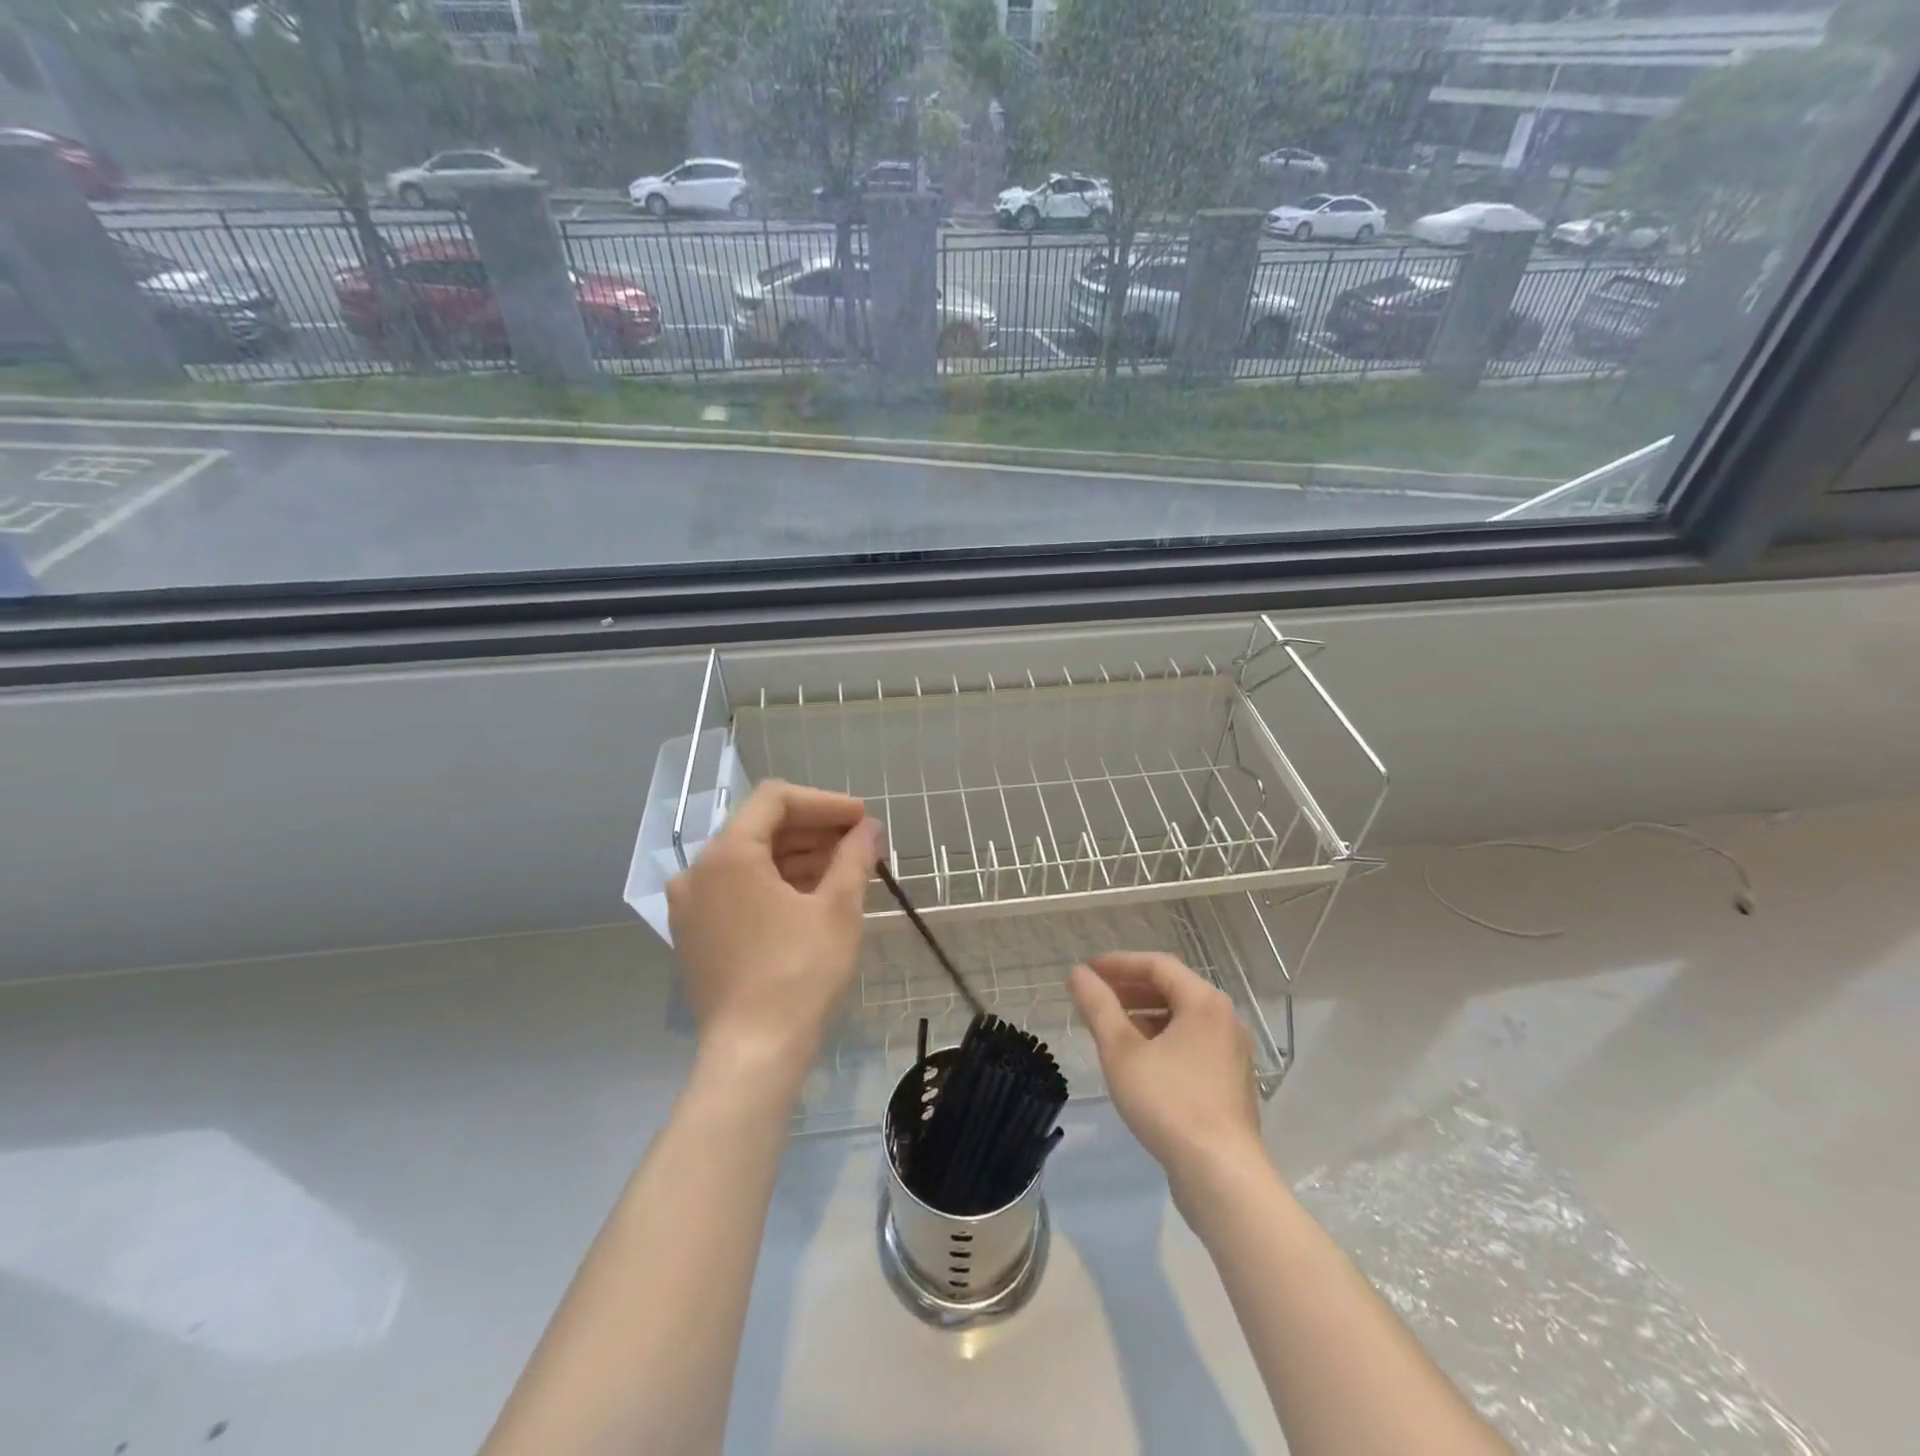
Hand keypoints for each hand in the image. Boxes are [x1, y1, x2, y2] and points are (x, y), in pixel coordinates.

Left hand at [667, 780, 879, 1080]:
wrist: (753, 1054)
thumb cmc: (799, 973)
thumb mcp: (838, 909)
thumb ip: (854, 857)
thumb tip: (869, 828)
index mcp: (728, 854)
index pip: (776, 800)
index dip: (824, 802)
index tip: (861, 818)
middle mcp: (698, 871)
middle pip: (760, 827)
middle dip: (814, 829)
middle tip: (859, 842)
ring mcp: (690, 905)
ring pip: (749, 860)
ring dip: (797, 856)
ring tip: (843, 868)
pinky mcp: (694, 935)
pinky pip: (736, 889)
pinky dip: (774, 883)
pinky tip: (811, 896)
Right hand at [1069, 951, 1265, 1194]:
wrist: (1221, 1175)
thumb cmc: (1169, 1103)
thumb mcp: (1121, 1051)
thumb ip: (1098, 1006)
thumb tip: (1077, 974)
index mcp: (1204, 1002)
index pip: (1157, 964)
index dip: (1118, 963)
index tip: (1087, 971)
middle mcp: (1225, 1019)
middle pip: (1172, 988)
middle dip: (1130, 988)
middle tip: (1096, 996)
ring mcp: (1232, 1052)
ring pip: (1182, 1018)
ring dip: (1144, 1015)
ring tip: (1111, 1027)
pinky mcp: (1230, 1082)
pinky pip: (1192, 1043)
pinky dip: (1162, 1039)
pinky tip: (1138, 1060)